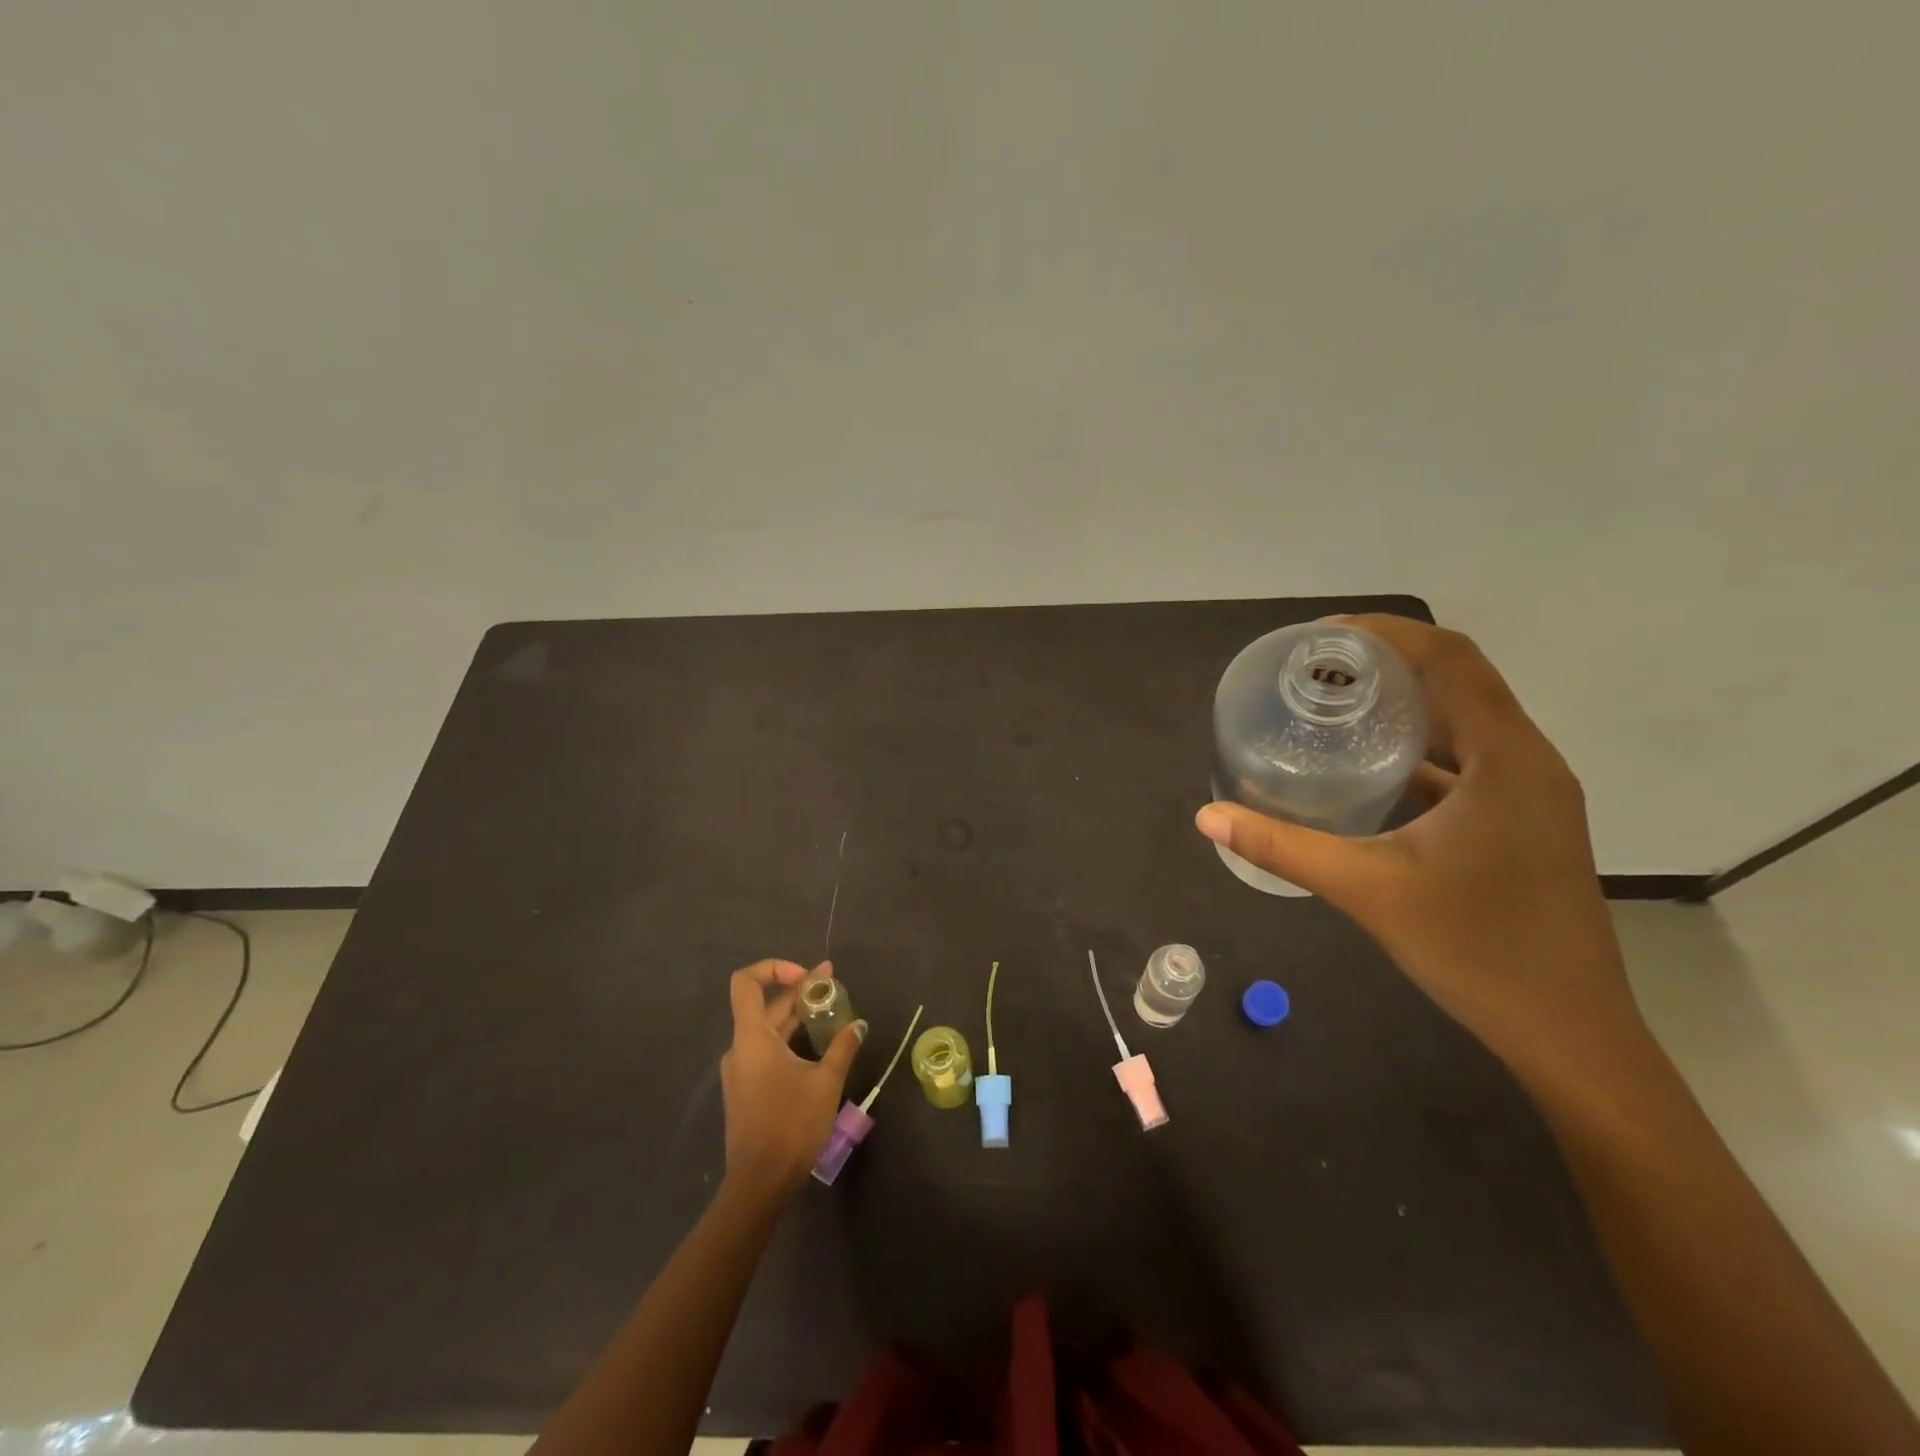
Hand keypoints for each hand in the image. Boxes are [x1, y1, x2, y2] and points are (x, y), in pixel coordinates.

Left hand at [719, 958, 865, 1199]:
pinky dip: (789, 1039)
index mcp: (752, 1038)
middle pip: (765, 1006)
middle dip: (799, 992)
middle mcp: (741, 1048)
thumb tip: (859, 1025)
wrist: (759, 1184)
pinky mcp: (746, 1090)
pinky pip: (766, 1051)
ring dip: (796, 1016)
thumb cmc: (790, 1125)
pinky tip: (816, 1047)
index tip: (807, 976)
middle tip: (833, 984)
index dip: (774, 968)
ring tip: (830, 1012)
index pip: (747, 983)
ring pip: (768, 1030)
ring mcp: (741, 1071)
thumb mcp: (825, 1082)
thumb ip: (843, 1047)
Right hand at [1195, 615, 1644, 1074]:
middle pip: (1459, 682)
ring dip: (1404, 705)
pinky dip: (1418, 749)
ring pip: (1465, 723)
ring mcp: (1530, 795)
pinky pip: (1468, 762)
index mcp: (1507, 759)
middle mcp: (1528, 762)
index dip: (1388, 634)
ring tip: (1334, 705)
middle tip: (1316, 669)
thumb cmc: (1476, 949)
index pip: (1451, 660)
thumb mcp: (1366, 889)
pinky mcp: (1521, 823)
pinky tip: (1367, 769)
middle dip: (1388, 664)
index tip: (1322, 636)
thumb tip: (1207, 816)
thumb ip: (1282, 847)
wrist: (1569, 1033)